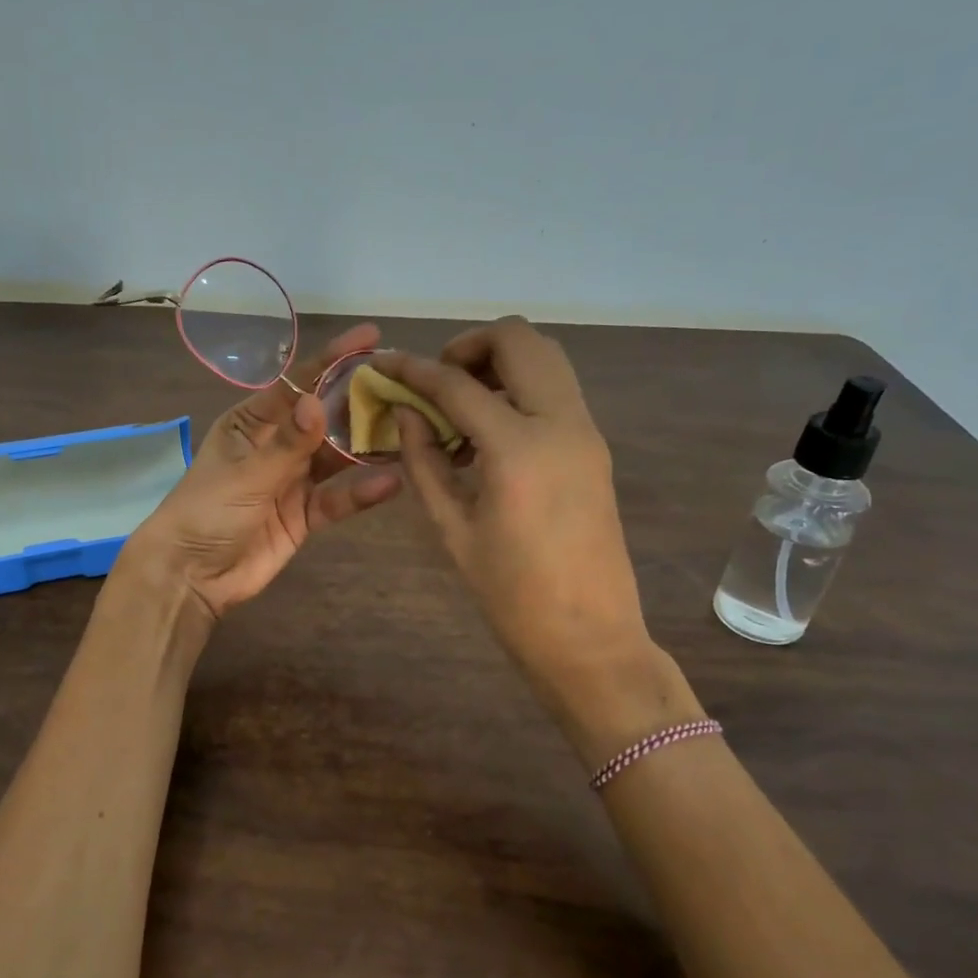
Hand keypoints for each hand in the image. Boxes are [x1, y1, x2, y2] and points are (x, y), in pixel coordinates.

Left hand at [125, 324, 402, 622]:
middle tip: (404, 384)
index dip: (333, 360)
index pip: (297, 384)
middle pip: (325, 418)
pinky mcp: (305, 515)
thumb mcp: (245, 474)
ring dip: (368, 446)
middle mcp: (277, 445)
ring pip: (338, 457)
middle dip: (360, 401)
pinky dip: (361, 492)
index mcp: (252, 423)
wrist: (191, 576)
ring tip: (409, 428)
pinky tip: (391, 481)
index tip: (371, 339)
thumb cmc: (206, 512)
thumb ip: (287, 444)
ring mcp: (293, 480)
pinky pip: (338, 499)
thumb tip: (318, 402)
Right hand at [375, 319, 695, 755]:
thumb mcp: (453, 528)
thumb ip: (424, 461)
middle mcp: (561, 422)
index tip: (383, 362)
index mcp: (519, 448)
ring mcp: (586, 431)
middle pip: (518, 339)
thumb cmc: (511, 594)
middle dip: (468, 346)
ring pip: (545, 357)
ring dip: (498, 362)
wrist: (590, 638)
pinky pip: (555, 389)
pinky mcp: (594, 446)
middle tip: (435, 381)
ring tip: (459, 406)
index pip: (457, 384)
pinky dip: (518, 388)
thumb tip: (405, 412)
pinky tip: (487, 432)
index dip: (413, 369)